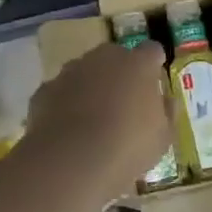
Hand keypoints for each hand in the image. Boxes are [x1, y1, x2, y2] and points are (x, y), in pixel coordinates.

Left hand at [22, 38, 173, 197]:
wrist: (71, 160)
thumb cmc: (127, 147)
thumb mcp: (162, 138)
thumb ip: (166, 113)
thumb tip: (166, 100)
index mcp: (138, 64)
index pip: (152, 51)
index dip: (154, 64)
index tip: (154, 79)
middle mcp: (103, 58)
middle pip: (115, 56)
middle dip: (119, 73)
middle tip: (124, 101)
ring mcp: (70, 72)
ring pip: (84, 72)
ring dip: (90, 87)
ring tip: (93, 118)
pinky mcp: (45, 90)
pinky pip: (60, 92)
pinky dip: (65, 104)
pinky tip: (68, 129)